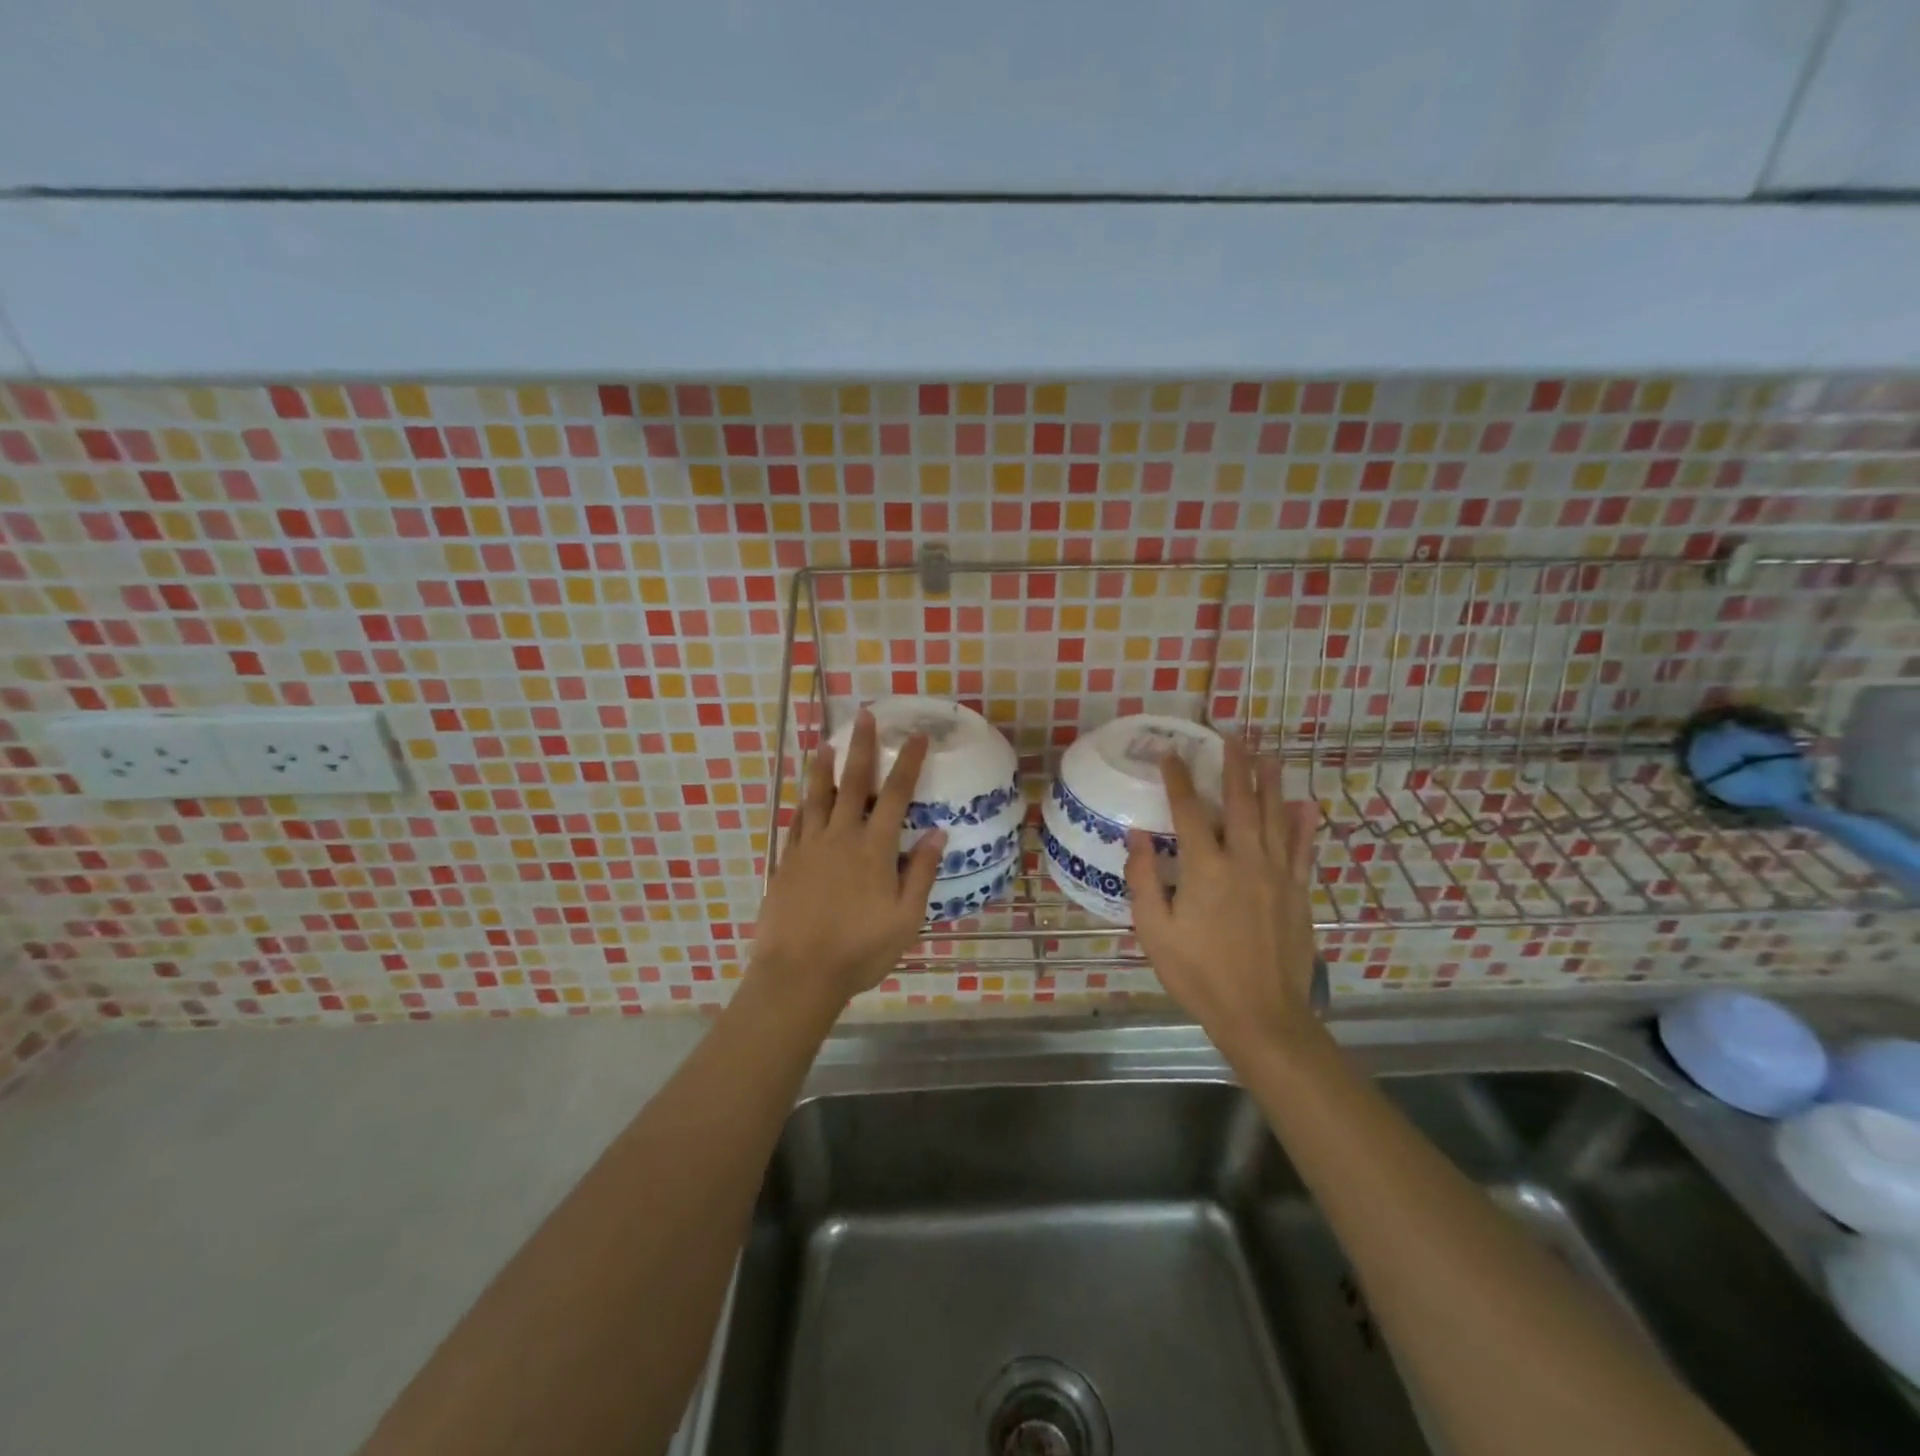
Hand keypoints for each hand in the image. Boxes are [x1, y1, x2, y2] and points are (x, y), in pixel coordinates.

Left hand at [749, 709, 944, 1010]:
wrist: (798, 973)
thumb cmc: (859, 950)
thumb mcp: (905, 919)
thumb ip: (920, 872)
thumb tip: (937, 832)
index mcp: (874, 849)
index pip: (896, 795)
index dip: (907, 763)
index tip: (916, 737)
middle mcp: (841, 837)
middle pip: (853, 783)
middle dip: (862, 747)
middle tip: (864, 716)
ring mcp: (809, 847)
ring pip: (817, 796)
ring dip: (823, 768)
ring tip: (826, 744)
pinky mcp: (787, 861)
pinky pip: (796, 823)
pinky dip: (802, 804)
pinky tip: (803, 797)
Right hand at [1126, 736, 1321, 1063]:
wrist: (1262, 1014)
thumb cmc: (1199, 974)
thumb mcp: (1155, 931)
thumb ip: (1144, 879)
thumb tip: (1137, 835)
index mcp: (1206, 867)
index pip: (1187, 810)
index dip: (1176, 777)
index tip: (1168, 752)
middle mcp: (1244, 859)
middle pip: (1239, 801)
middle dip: (1234, 765)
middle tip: (1232, 735)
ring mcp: (1276, 874)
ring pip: (1274, 816)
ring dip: (1269, 781)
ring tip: (1267, 753)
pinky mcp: (1297, 892)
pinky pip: (1301, 848)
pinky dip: (1302, 823)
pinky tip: (1305, 803)